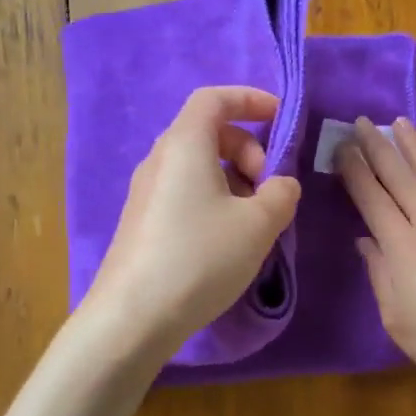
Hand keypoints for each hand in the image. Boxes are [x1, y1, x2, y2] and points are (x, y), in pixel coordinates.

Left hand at [83, 86, 302, 358]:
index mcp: (185, 145)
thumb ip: (281, 193)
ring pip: (198, 166)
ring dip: (234, 178)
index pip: (214, 98)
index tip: (280, 118)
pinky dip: (214, 199)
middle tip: (269, 186)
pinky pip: (185, 192)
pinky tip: (227, 239)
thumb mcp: (258, 224)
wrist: (133, 316)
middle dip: (248, 149)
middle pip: (208, 132)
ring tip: (254, 219)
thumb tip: (281, 184)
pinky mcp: (143, 222)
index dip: (250, 99)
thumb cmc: (200, 257)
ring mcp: (147, 192)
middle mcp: (160, 160)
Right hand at [338, 118, 415, 402]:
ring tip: (401, 122)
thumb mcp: (396, 319)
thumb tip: (365, 240)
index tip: (341, 146)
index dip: (354, 170)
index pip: (372, 199)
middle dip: (378, 148)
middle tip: (362, 121)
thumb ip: (380, 274)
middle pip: (401, 179)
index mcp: (403, 248)